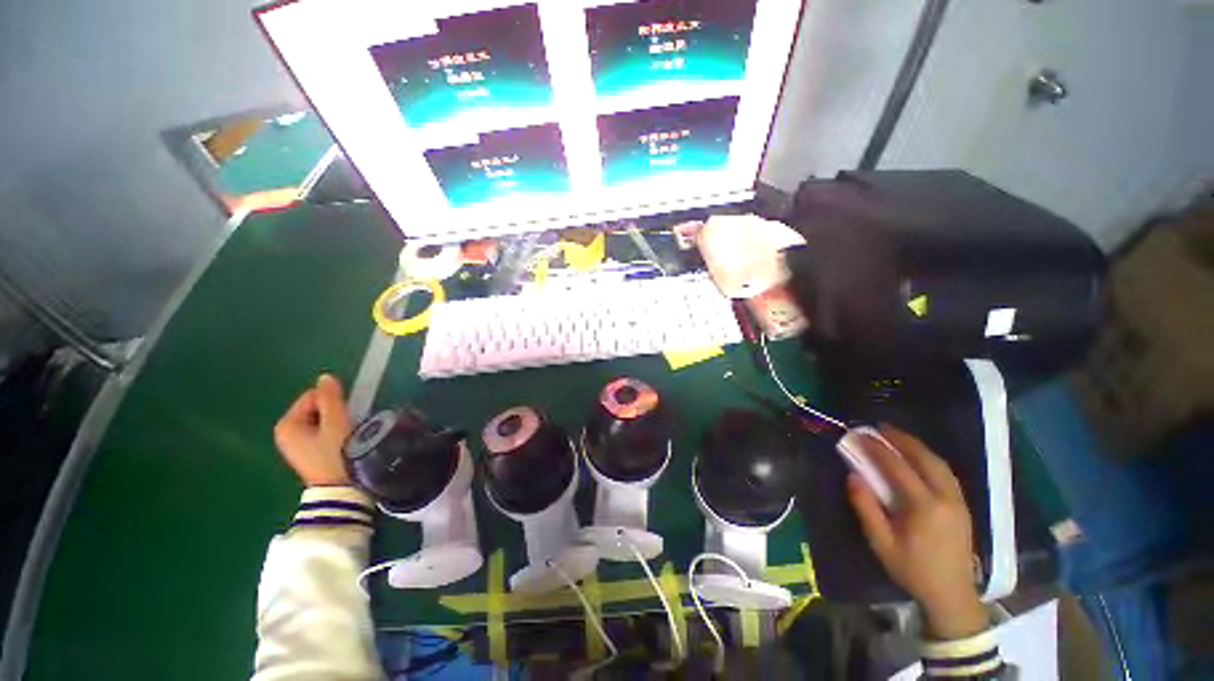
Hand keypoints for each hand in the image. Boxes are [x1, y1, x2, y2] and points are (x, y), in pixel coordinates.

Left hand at [273, 374, 352, 486]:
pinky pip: (320, 431)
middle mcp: (285, 433)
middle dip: (333, 412)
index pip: (313, 396)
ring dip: (334, 422)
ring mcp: (294, 444)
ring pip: (319, 419)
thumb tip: (325, 377)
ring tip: (345, 436)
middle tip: (345, 426)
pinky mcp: (305, 453)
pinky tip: (340, 444)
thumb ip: (330, 398)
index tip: (345, 415)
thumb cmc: (335, 454)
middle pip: (315, 407)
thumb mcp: (336, 422)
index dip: (333, 401)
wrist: (339, 489)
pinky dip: (331, 432)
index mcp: (286, 424)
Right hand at [845, 424, 987, 639]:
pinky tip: (918, 457)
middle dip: (902, 439)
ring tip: (897, 436)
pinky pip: (946, 473)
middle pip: (926, 459)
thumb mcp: (881, 543)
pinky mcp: (963, 506)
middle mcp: (946, 499)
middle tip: (881, 427)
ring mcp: (959, 502)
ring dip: (918, 446)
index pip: (898, 468)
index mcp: (925, 507)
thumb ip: (866, 508)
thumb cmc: (912, 569)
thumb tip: (853, 476)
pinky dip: (930, 459)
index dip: (878, 448)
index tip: (861, 434)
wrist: (952, 595)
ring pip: (940, 464)